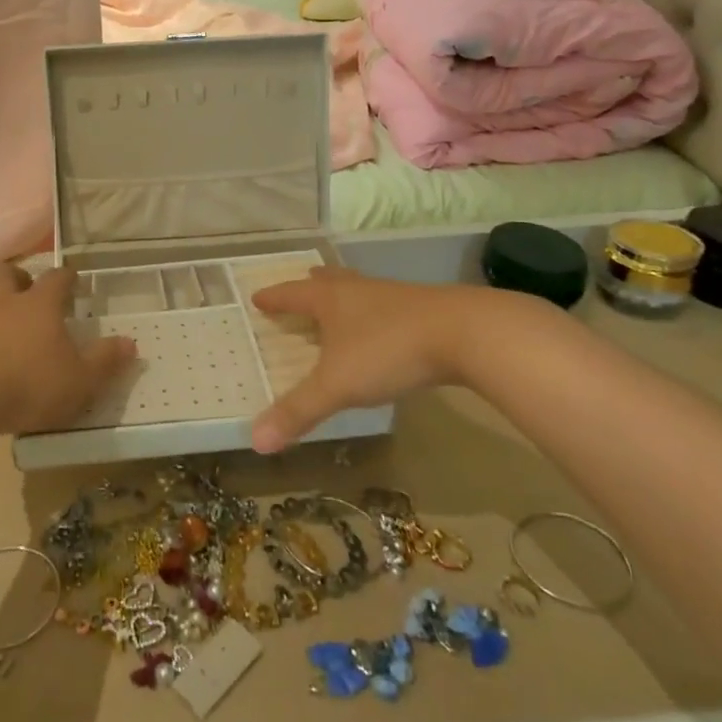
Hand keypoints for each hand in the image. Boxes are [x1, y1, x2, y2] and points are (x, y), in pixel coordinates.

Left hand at [0, 265, 136, 434]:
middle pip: (7, 274)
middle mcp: (3, 302)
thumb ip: (104, 361)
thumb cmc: (28, 383)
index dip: (67, 277)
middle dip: (19, 277)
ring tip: (1, 319)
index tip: (73, 278)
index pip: (56, 279)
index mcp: (40, 304)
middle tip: (28, 289)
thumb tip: (130, 343)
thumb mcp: (79, 380)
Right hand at [248, 268, 479, 452]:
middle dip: (312, 285)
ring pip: (362, 291)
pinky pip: (389, 307)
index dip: (274, 298)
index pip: (293, 295)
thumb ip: (298, 411)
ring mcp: (395, 297)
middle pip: (330, 281)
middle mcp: (360, 291)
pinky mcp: (425, 310)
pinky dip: (376, 314)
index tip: (258, 297)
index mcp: (332, 300)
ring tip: (341, 305)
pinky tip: (385, 329)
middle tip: (303, 285)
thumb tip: (255, 440)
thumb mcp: (337, 385)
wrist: (465, 333)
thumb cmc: (388, 351)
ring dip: (346, 296)